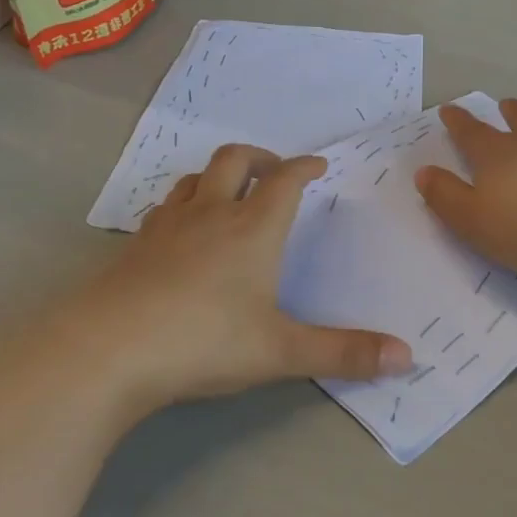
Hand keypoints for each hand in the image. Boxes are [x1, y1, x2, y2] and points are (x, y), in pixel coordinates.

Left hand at [53, 146, 411, 416]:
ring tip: (229, 194)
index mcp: (253, 229)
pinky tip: (182, 233)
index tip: (318, 165)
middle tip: (275, 171)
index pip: (285, 181)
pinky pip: (164, 209)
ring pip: (194, 180)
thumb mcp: (281, 351)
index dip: (304, 167)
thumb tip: (407, 357)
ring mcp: (167, 227)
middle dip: (260, 158)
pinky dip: (183, 206)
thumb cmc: (205, 341)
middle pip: (234, 161)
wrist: (108, 350)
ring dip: (217, 176)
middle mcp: (210, 215)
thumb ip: (344, 353)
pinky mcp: (134, 247)